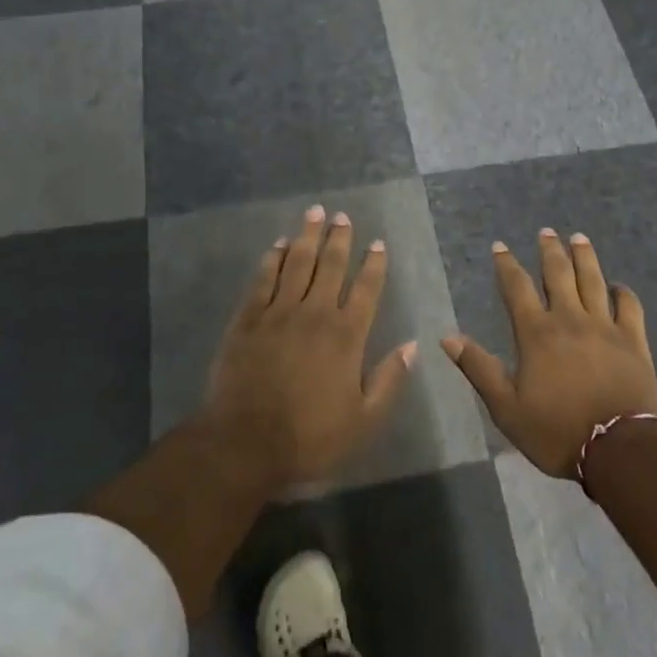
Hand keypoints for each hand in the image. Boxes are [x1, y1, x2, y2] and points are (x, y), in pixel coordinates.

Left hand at [202, 205, 415, 487]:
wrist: (244, 443)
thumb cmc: (309, 437)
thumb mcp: (363, 420)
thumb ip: (389, 380)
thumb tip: (413, 346)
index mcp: (346, 335)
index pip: (365, 289)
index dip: (374, 264)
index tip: (378, 243)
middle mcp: (315, 313)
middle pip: (330, 266)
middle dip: (339, 238)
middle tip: (343, 216)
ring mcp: (278, 312)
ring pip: (297, 263)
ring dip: (307, 236)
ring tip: (314, 213)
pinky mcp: (248, 319)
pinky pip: (262, 279)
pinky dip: (271, 259)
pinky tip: (277, 245)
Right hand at [443, 230, 656, 479]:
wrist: (619, 449)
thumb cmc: (557, 431)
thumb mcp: (506, 407)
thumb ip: (479, 368)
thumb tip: (447, 337)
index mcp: (536, 333)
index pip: (517, 288)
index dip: (506, 264)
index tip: (500, 246)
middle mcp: (570, 319)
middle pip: (559, 274)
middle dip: (550, 250)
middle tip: (546, 231)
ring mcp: (605, 327)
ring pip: (593, 280)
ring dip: (585, 257)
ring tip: (579, 237)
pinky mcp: (634, 340)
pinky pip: (629, 306)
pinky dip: (623, 292)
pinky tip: (618, 285)